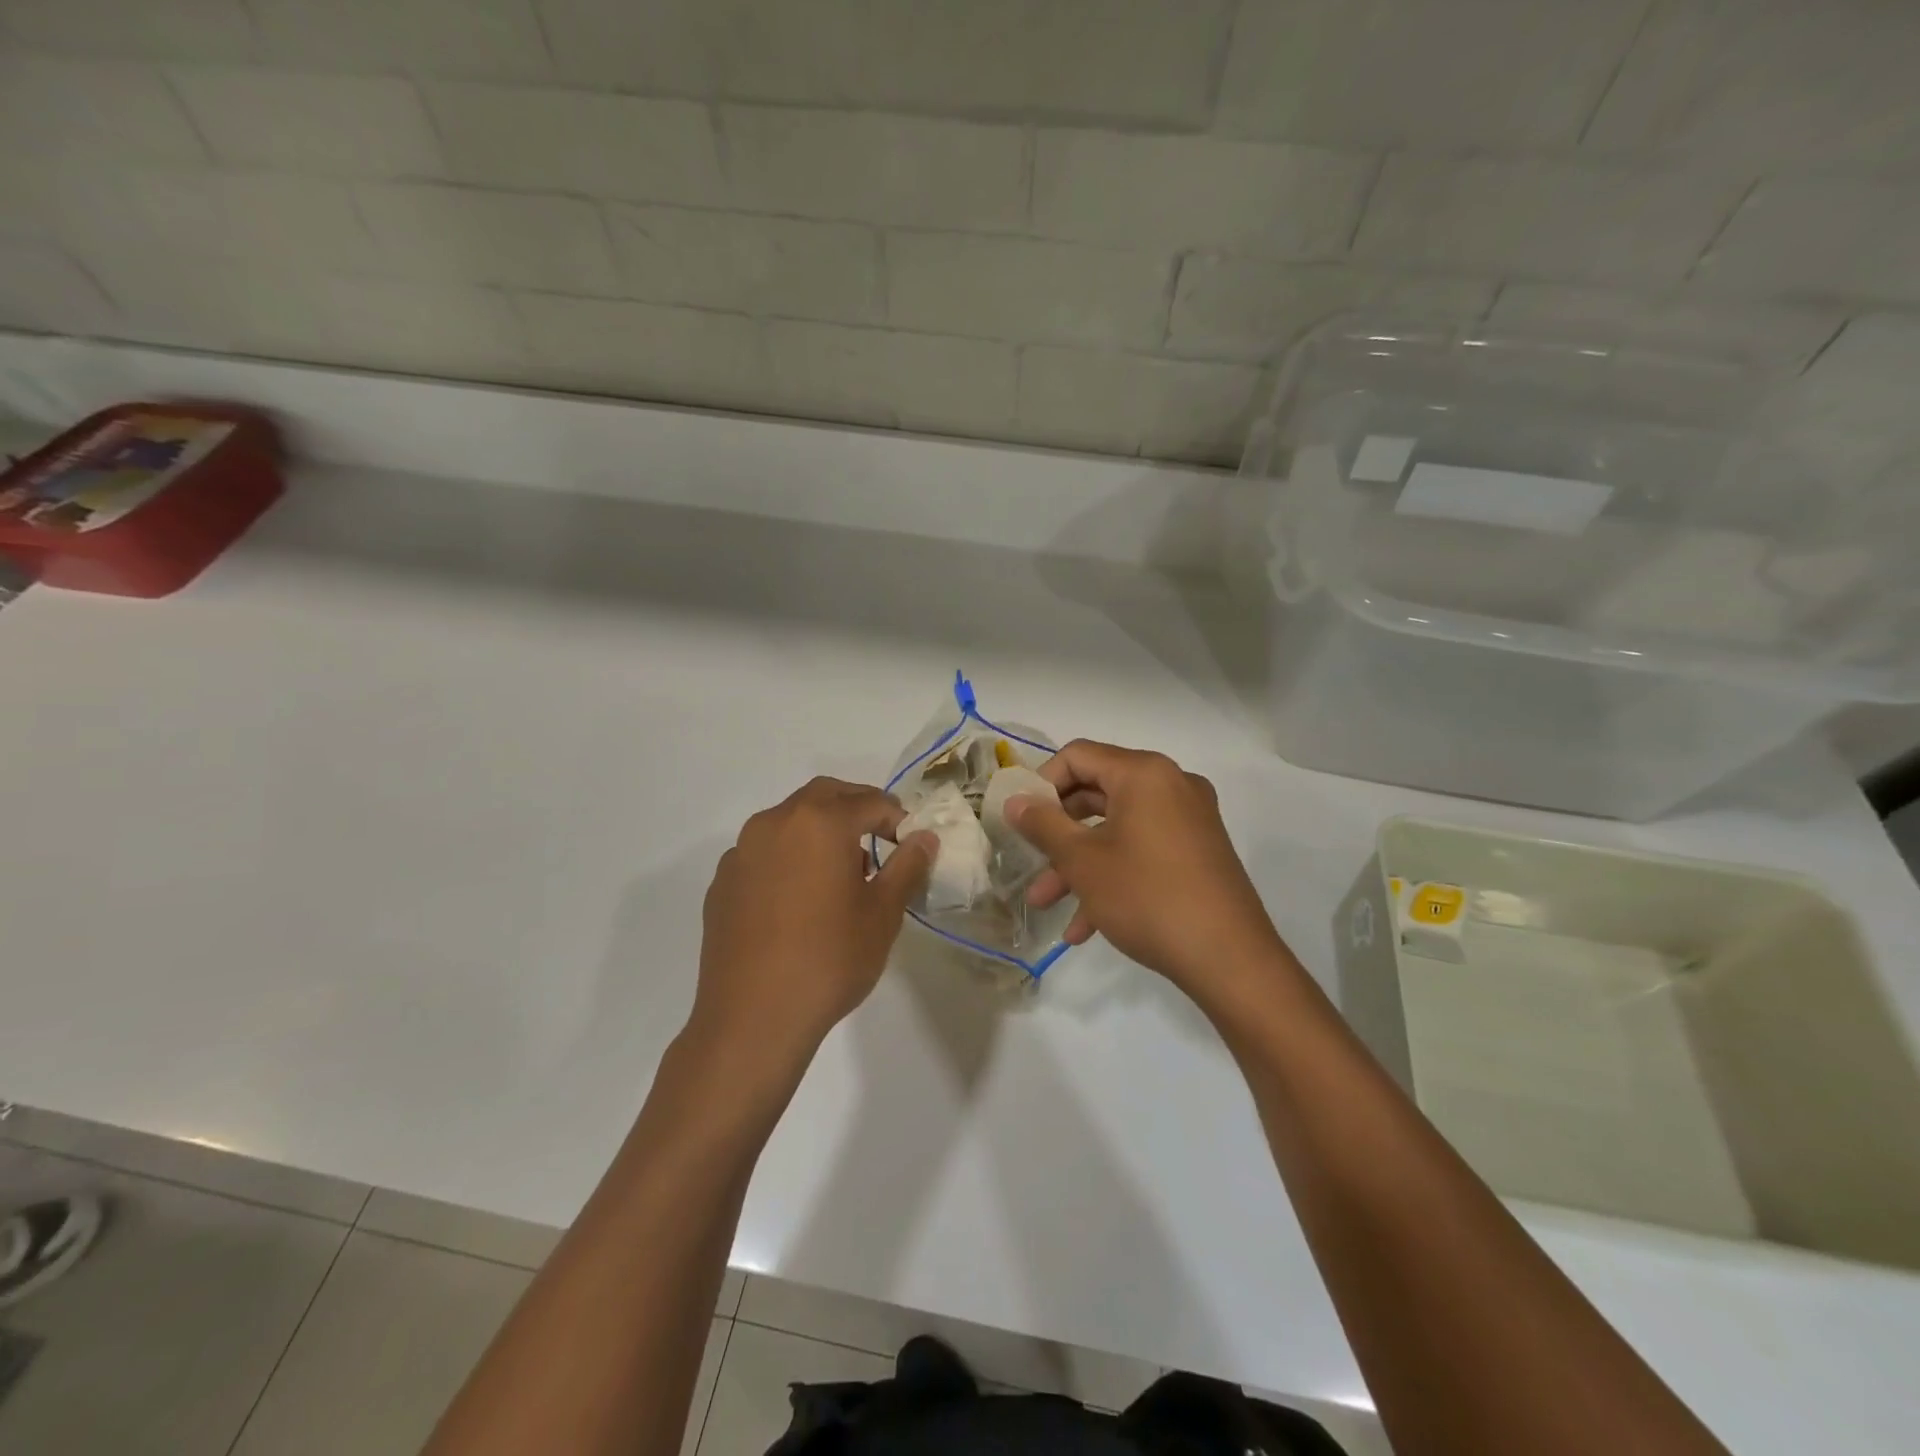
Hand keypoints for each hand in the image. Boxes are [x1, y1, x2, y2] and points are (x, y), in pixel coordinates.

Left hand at [691, 778, 934, 1072]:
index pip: (869, 801)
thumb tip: (924, 838)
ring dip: (820, 830)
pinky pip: (764, 852)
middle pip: (824, 796)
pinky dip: (789, 857)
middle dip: (856, 809)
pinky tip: (799, 899)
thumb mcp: (882, 914)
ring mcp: (742, 851)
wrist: (752, 1018)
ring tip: (841, 873)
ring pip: (790, 820)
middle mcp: (775, 823)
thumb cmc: (829, 960)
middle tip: (880, 840)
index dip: (897, 818)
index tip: (910, 844)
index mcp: (819, 822)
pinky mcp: (723, 882)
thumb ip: (906, 866)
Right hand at [1009, 741, 1282, 998]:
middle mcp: (1170, 785)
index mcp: (1144, 773)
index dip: (1042, 783)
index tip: (1021, 819)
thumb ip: (1043, 824)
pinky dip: (1112, 876)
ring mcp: (1188, 819)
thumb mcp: (1083, 861)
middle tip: (1030, 859)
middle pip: (1097, 793)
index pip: (1077, 756)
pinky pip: (1143, 851)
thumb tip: (1015, 801)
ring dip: (1078, 863)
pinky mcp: (1197, 852)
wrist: (1229, 959)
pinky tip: (1084, 927)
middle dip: (1057, 832)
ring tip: (1045, 903)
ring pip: (1117, 830)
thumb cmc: (1146, 896)